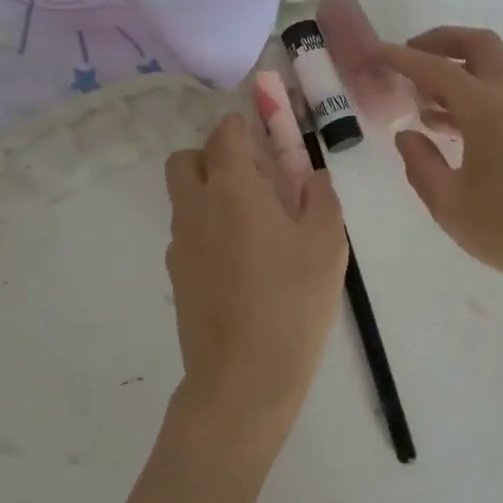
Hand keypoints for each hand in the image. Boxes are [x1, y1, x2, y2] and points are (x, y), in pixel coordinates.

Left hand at [163, 113, 348, 464]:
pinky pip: (188, 234)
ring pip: (184, 198)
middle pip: (185, 160)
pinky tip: (242, 264)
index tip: (266, 136)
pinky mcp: (177, 277)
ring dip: (210, 194)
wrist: (243, 377)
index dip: (242, 126)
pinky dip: (208, 230)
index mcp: (233, 190)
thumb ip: (320, 198)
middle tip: (254, 180)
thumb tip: (310, 176)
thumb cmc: (292, 302)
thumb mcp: (326, 244)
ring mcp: (180, 245)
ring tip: (255, 227)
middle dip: (213, 157)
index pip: (223, 134)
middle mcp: (196, 209)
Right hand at [380, 28, 502, 332]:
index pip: (436, 68)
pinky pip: (501, 95)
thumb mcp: (450, 205)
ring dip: (457, 71)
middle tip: (408, 59)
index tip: (373, 52)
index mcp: (487, 109)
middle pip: (478, 46)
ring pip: (493, 69)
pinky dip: (472, 95)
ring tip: (420, 100)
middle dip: (440, 42)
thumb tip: (407, 135)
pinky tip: (449, 128)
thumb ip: (421, 165)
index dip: (401, 58)